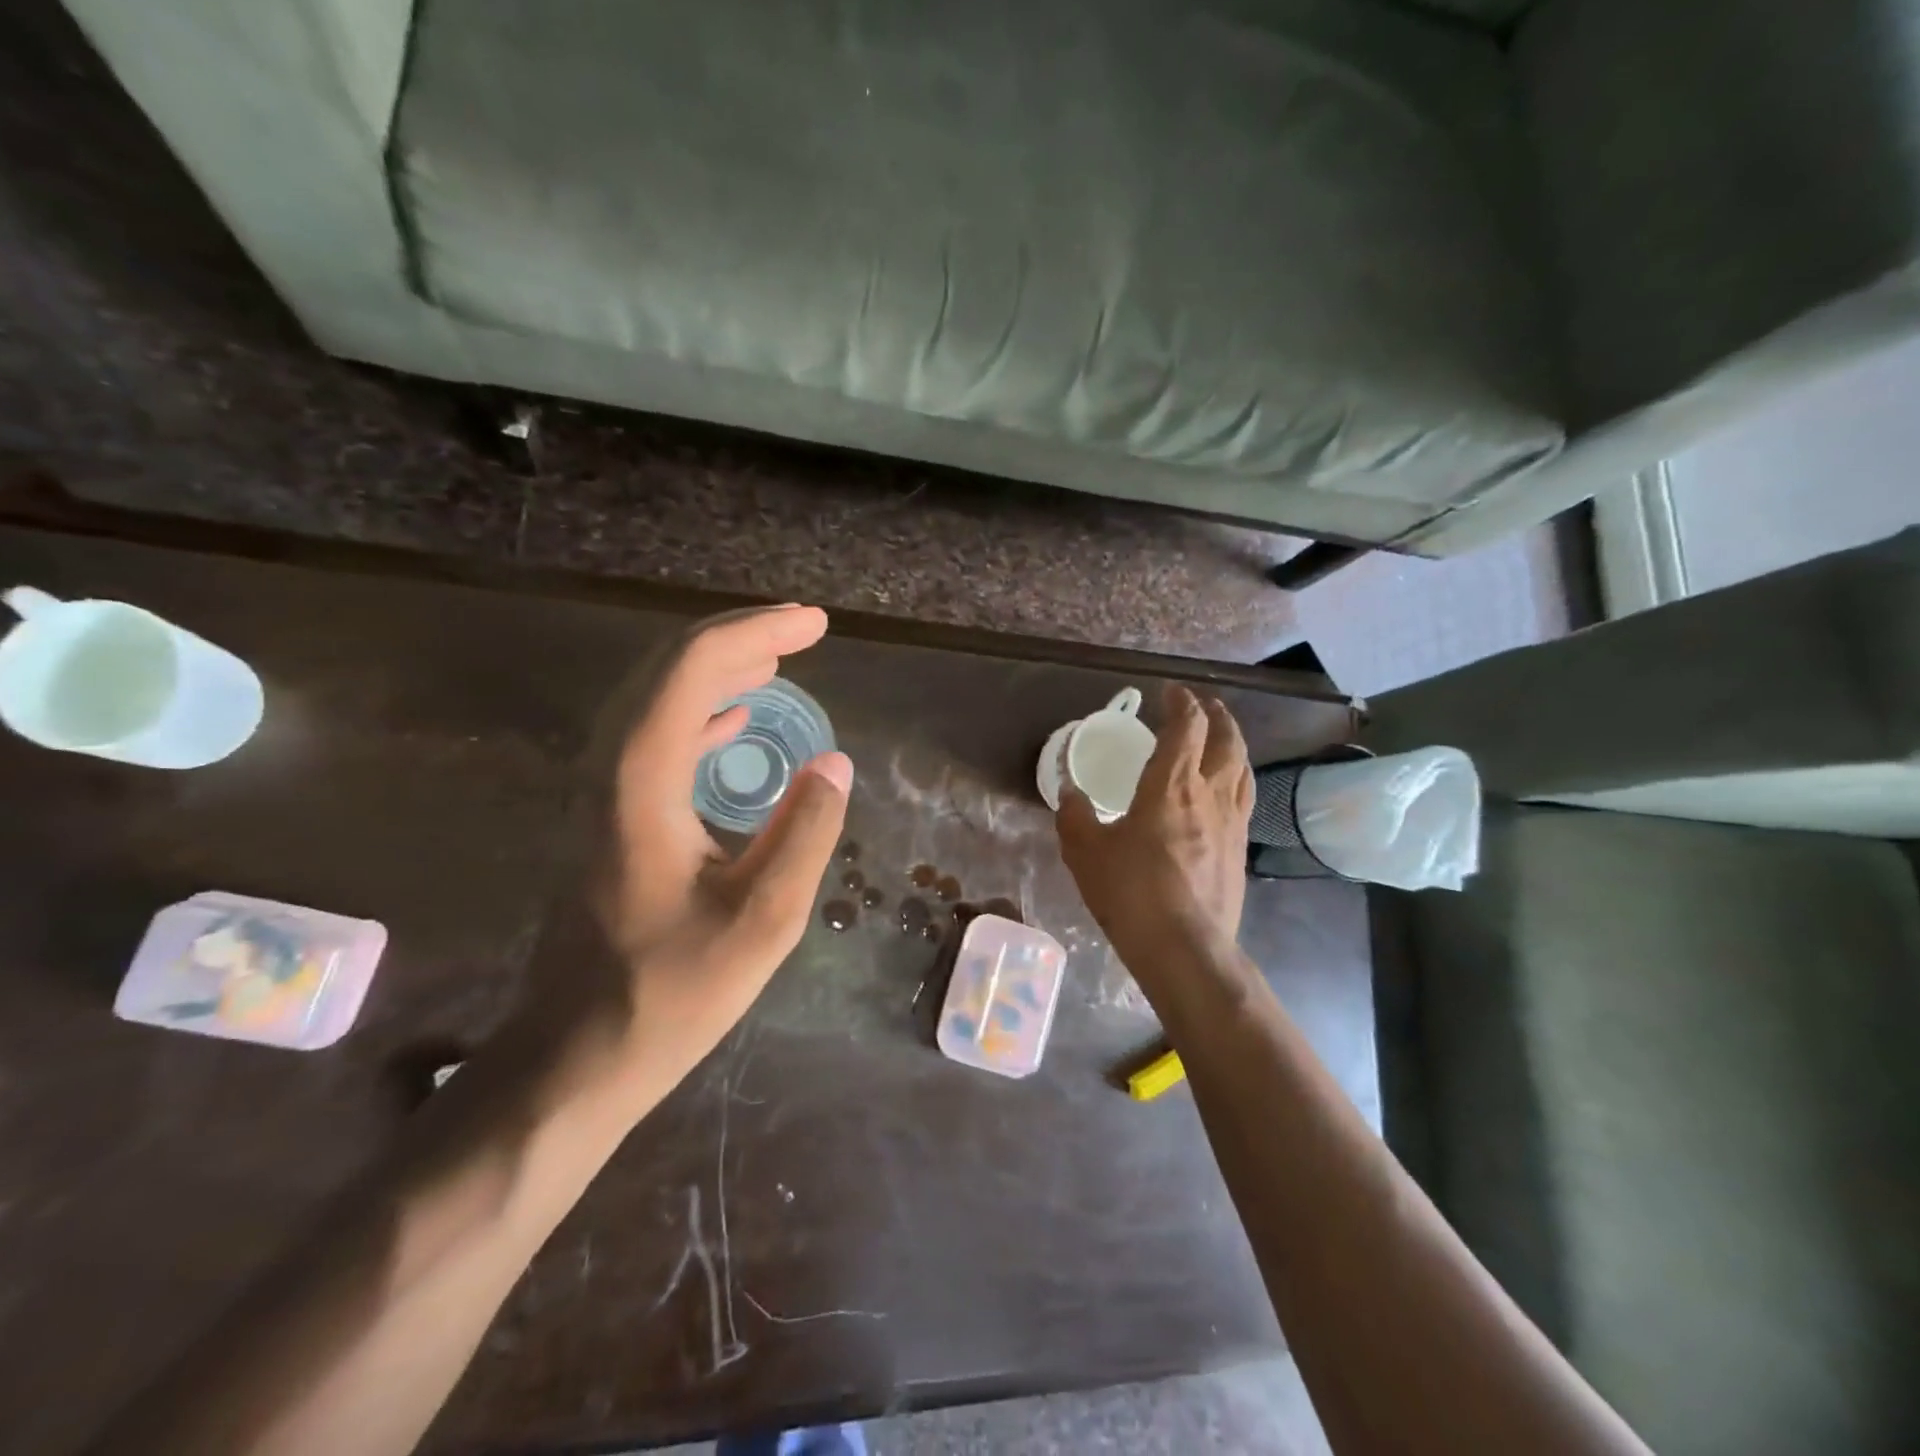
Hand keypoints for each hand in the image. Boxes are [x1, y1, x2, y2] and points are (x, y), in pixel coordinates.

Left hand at [584, 606, 851, 1090]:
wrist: (575, 1053)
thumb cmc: (669, 993)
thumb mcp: (762, 921)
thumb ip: (805, 833)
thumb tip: (835, 763)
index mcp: (641, 781)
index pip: (693, 669)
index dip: (757, 633)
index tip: (815, 624)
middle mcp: (609, 768)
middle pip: (667, 668)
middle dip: (739, 637)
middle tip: (803, 630)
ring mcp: (600, 791)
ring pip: (657, 697)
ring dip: (718, 668)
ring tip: (778, 659)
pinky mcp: (607, 816)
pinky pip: (653, 735)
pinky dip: (699, 710)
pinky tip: (733, 719)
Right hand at [1057, 685, 1253, 965]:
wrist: (1184, 946)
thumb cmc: (1130, 892)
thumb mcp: (1085, 851)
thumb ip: (1074, 815)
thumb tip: (1068, 791)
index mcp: (1170, 785)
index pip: (1186, 727)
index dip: (1181, 702)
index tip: (1170, 693)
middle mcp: (1209, 793)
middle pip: (1227, 739)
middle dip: (1217, 715)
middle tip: (1204, 706)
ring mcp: (1232, 821)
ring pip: (1243, 767)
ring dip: (1233, 743)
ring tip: (1221, 739)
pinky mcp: (1241, 848)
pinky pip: (1244, 797)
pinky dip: (1236, 778)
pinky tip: (1225, 791)